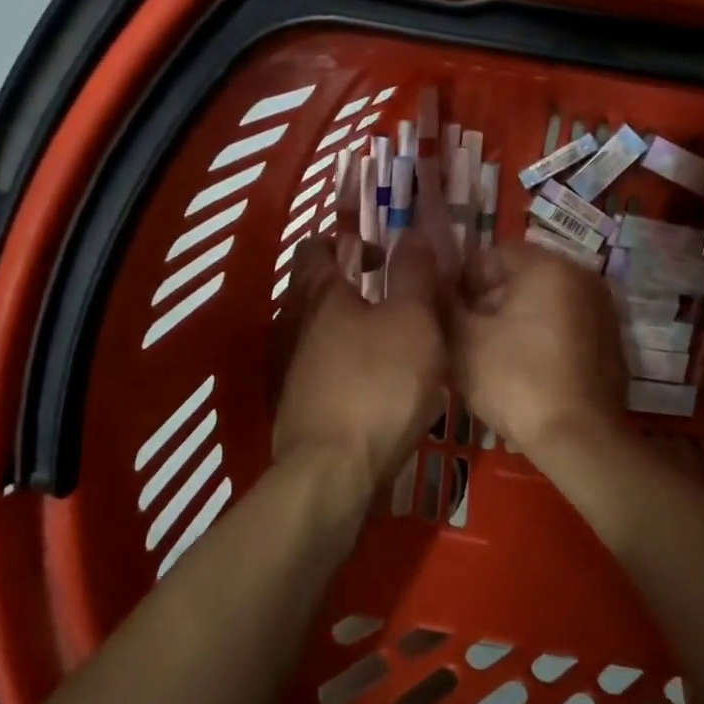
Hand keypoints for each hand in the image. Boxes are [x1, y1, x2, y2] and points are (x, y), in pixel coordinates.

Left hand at [271, 234, 446, 490]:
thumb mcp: (413, 319)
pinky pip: (324, 365)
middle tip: (399, 295)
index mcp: (319, 292)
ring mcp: (289, 365)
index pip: (318, 245)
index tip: (383, 253)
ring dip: (354, 325)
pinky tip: (379, 380)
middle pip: (318, 288)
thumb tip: (411, 232)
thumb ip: (414, 273)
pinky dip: (348, 361)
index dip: (349, 239)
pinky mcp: (297, 402)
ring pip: (322, 329)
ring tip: (397, 339)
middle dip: (355, 284)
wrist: (333, 472)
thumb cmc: (378, 383)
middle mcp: (294, 322)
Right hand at [450, 243, 627, 459]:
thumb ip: (445, 304)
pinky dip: (541, 339)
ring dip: (513, 321)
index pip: (492, 254)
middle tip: (463, 336)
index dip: (460, 281)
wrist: (580, 439)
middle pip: (520, 277)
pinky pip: (564, 328)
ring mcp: (602, 311)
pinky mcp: (610, 343)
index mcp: (547, 266)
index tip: (445, 312)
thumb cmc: (515, 379)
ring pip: (543, 304)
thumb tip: (436, 285)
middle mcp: (581, 277)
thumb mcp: (463, 340)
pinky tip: (523, 371)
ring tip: (489, 356)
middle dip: (488, 301)